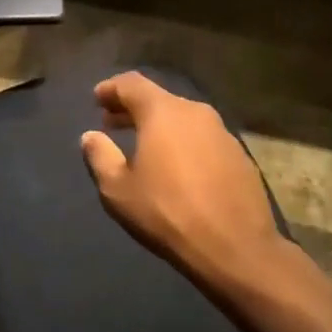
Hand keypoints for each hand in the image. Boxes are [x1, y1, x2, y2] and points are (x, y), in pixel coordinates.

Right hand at [79, 71, 292, 292]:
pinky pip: (202, 138)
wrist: (236, 249)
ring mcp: (222, 132)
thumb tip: (91, 136)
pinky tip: (177, 167)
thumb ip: (100, 156)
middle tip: (112, 123)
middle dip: (132, 108)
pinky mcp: (240, 155)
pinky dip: (183, 142)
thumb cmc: (168, 213)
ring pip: (182, 118)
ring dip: (159, 126)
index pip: (131, 83)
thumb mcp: (118, 189)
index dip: (111, 88)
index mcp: (163, 112)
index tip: (97, 99)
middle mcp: (194, 112)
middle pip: (158, 98)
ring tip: (144, 146)